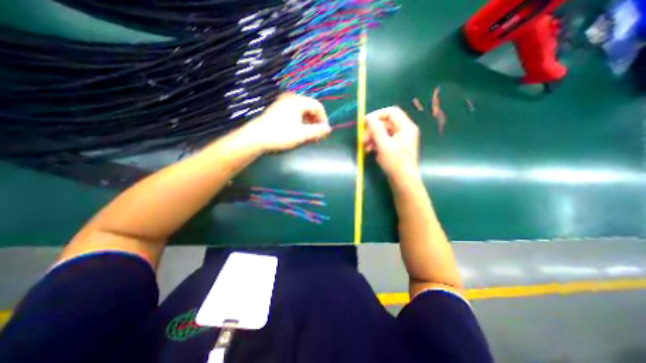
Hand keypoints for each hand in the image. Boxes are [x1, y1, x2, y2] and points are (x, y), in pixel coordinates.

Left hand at [244, 93, 332, 152]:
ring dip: (309, 124)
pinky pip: (295, 114)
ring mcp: (284, 103)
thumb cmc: (281, 134)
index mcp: (298, 101)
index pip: (318, 106)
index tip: (324, 133)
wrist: (257, 137)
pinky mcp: (279, 109)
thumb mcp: (302, 134)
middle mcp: (292, 98)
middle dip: (316, 123)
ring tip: (309, 137)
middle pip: (311, 109)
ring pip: (303, 112)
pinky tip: (299, 132)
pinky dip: (300, 123)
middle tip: (316, 137)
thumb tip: (328, 129)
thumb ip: (318, 131)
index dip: (324, 119)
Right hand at [363, 105, 419, 183]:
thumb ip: (375, 129)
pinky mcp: (395, 147)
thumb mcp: (383, 145)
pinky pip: (384, 140)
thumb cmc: (395, 163)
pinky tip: (370, 151)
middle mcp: (404, 131)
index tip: (365, 122)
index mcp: (406, 127)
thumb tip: (368, 118)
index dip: (377, 115)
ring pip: (383, 132)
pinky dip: (376, 144)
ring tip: (365, 147)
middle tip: (363, 139)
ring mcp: (400, 139)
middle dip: (372, 130)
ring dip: (372, 138)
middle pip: (386, 123)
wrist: (403, 181)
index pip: (391, 112)